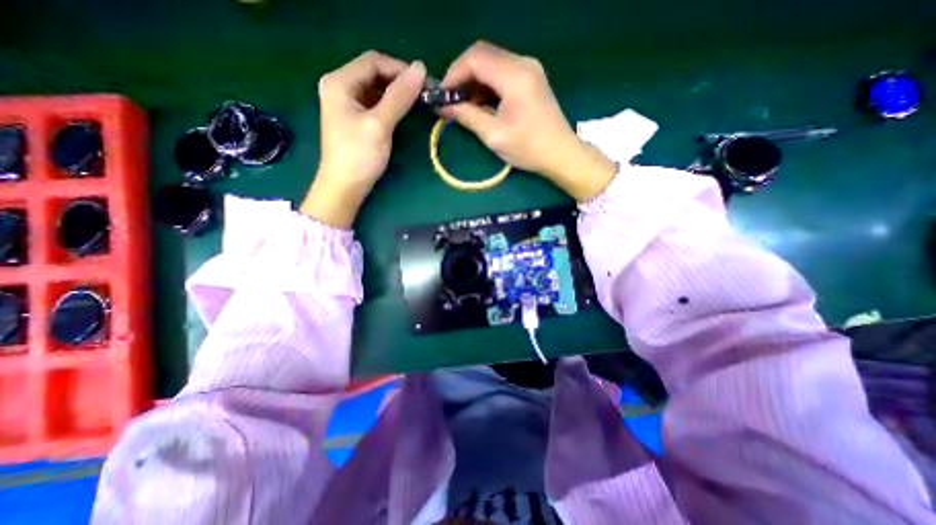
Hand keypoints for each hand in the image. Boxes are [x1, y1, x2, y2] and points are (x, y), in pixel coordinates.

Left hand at [303, 50, 427, 226]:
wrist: (345, 187)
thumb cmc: (359, 156)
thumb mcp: (380, 124)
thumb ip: (399, 97)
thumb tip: (420, 69)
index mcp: (339, 82)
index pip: (373, 61)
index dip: (400, 69)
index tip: (424, 83)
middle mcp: (340, 87)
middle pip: (374, 73)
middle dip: (399, 81)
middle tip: (423, 93)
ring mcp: (346, 103)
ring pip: (376, 88)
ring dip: (396, 93)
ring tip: (417, 101)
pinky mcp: (354, 118)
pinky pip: (375, 103)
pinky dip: (390, 104)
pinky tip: (402, 111)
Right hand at [444, 39, 620, 200]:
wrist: (561, 154)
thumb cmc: (528, 148)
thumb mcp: (494, 135)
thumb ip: (467, 116)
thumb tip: (443, 107)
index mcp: (514, 76)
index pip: (475, 58)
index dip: (454, 73)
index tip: (443, 95)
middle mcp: (523, 63)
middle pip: (483, 55)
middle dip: (462, 75)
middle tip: (451, 99)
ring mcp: (529, 68)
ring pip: (492, 62)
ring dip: (474, 80)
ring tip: (464, 104)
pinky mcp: (531, 77)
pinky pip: (502, 71)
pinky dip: (487, 84)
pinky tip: (481, 102)